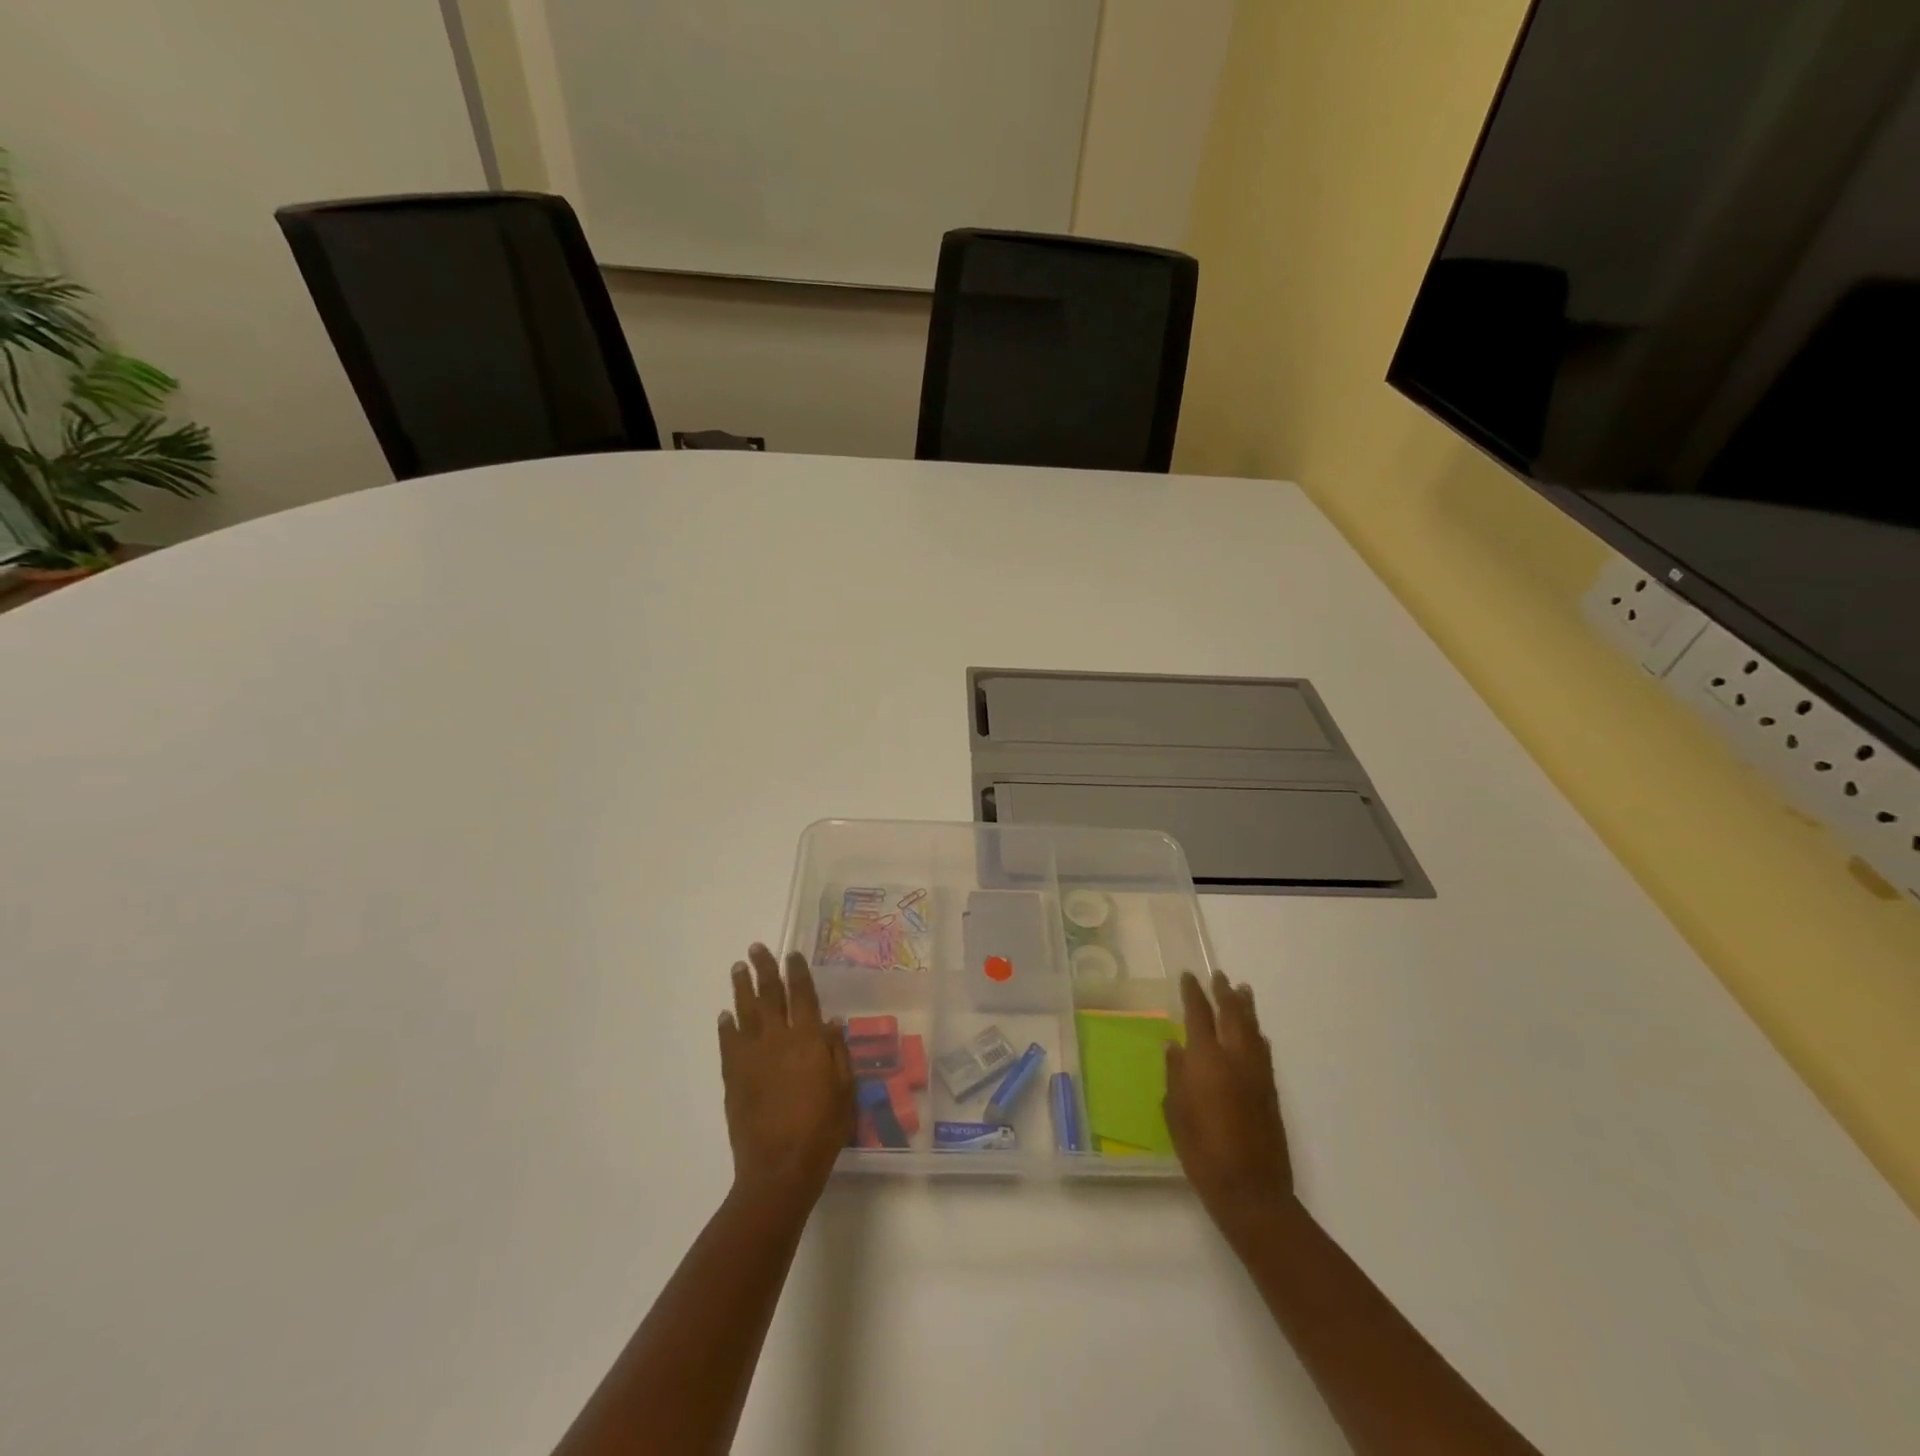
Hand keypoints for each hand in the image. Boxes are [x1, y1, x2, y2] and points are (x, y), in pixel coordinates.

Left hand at [719, 945, 854, 1205]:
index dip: (797, 972)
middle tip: (756, 948)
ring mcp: (752, 1056)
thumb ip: (838, 1053)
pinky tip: (725, 1015)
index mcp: (809, 1040)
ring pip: (745, 1012)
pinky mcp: (733, 1076)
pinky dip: (726, 1026)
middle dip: (764, 969)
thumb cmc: (822, 1129)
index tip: (791, 954)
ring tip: (738, 969)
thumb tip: (831, 1022)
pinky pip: (728, 1043)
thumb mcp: (845, 1090)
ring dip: (741, 988)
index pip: (803, 995)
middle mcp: (779, 1039)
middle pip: (770, 994)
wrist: (779, 1168)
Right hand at [1165, 970, 1293, 1239]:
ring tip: (1242, 991)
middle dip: (1224, 993)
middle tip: (1220, 976)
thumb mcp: (1176, 1113)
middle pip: (1232, 1015)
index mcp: (1207, 1060)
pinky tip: (1257, 1034)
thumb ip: (1175, 1075)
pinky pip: (1264, 1051)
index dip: (1193, 993)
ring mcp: (1257, 1074)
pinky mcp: (1270, 1092)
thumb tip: (1174, 1046)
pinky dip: (1257, 1035)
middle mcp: (1235, 1058)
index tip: (1189, 976)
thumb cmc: (1202, 1152)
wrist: (1251, 1191)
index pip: (1199, 1015)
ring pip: (1253, 1029)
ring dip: (1246, 1008)